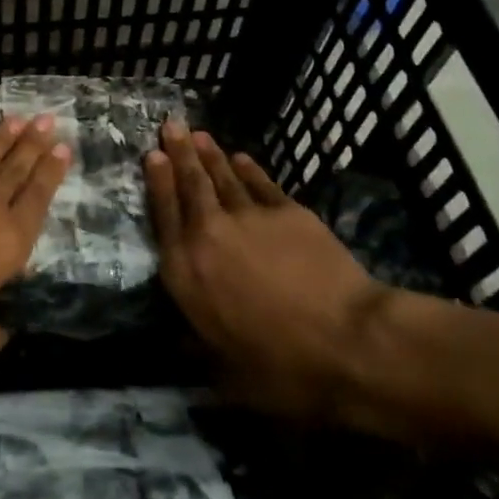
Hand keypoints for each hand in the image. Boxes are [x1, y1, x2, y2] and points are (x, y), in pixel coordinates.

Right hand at [146, 124, 398, 430]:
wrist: (346, 340)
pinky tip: (240, 157)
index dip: (157, 183)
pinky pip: (260, 183)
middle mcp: (209, 235)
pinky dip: (248, 168)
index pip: (164, 216)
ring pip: (222, 177)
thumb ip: (198, 349)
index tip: (151, 156)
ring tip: (197, 133)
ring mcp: (249, 218)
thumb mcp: (227, 373)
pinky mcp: (288, 212)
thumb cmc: (281, 366)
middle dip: (178, 153)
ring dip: (208, 154)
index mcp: (186, 272)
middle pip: (190, 185)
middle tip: (170, 125)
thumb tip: (179, 344)